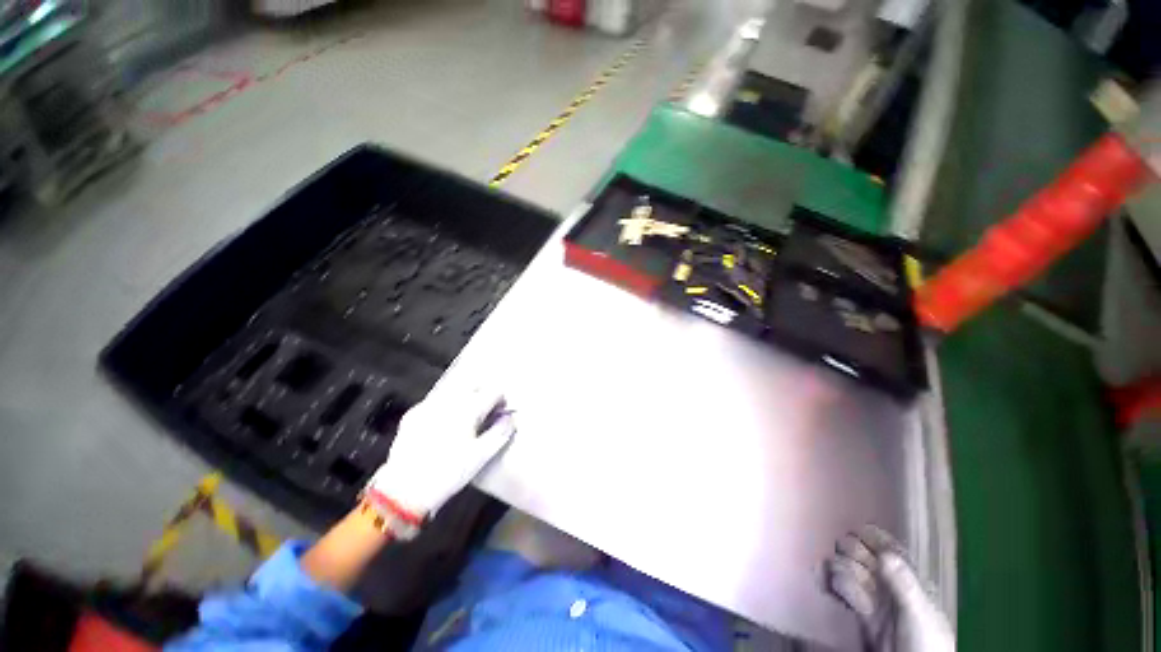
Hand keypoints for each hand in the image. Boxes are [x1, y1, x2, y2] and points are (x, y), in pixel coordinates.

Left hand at [365, 386, 514, 519]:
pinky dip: (446, 407)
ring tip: (465, 419)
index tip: (500, 413)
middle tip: (485, 414)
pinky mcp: (413, 414)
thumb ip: (501, 433)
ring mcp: (428, 405)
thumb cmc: (448, 473)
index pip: (494, 391)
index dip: (501, 401)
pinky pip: (436, 402)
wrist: (403, 491)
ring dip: (464, 399)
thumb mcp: (481, 457)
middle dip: (483, 395)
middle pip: (474, 385)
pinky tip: (443, 425)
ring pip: (454, 391)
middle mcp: (449, 400)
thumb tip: (511, 418)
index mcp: (468, 408)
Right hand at [825, 526, 954, 651]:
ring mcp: (877, 600)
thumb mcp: (918, 612)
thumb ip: (903, 584)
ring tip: (830, 564)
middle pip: (867, 558)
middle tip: (840, 548)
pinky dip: (835, 583)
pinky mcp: (863, 614)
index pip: (890, 550)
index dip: (873, 537)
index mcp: (910, 580)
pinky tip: (826, 577)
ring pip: (854, 572)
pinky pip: (847, 592)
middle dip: (852, 550)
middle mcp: (891, 585)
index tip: (856, 528)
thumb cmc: (926, 640)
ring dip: (841, 565)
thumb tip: (883, 552)